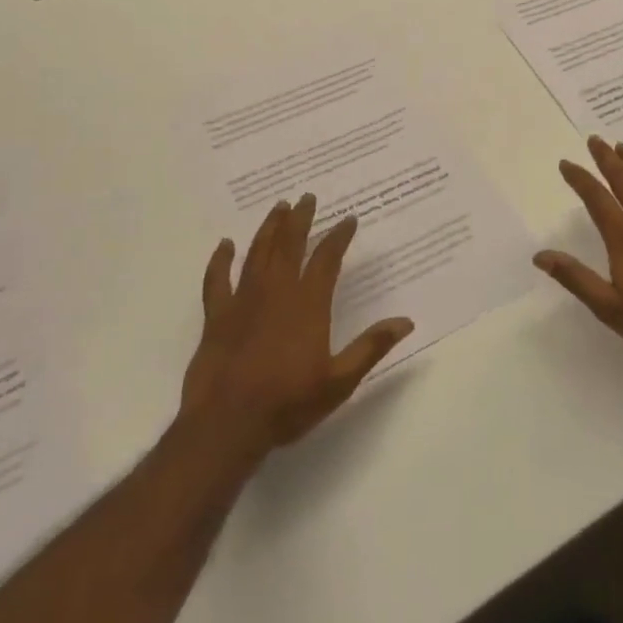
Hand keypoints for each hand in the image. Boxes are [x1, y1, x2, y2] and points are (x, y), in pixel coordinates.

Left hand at [180, 193, 413, 459]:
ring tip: (278, 207)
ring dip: (269, 228)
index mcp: (308, 304)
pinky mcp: (216, 318)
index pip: (326, 259)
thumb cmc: (288, 404)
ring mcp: (243, 302)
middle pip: (289, 245)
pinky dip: (220, 261)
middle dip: (300, 219)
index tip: (348, 219)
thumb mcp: (339, 381)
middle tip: (307, 197)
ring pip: (257, 254)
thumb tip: (406, 321)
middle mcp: (276, 293)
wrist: (227, 425)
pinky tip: (224, 245)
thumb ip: (371, 347)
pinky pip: (216, 281)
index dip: (338, 237)